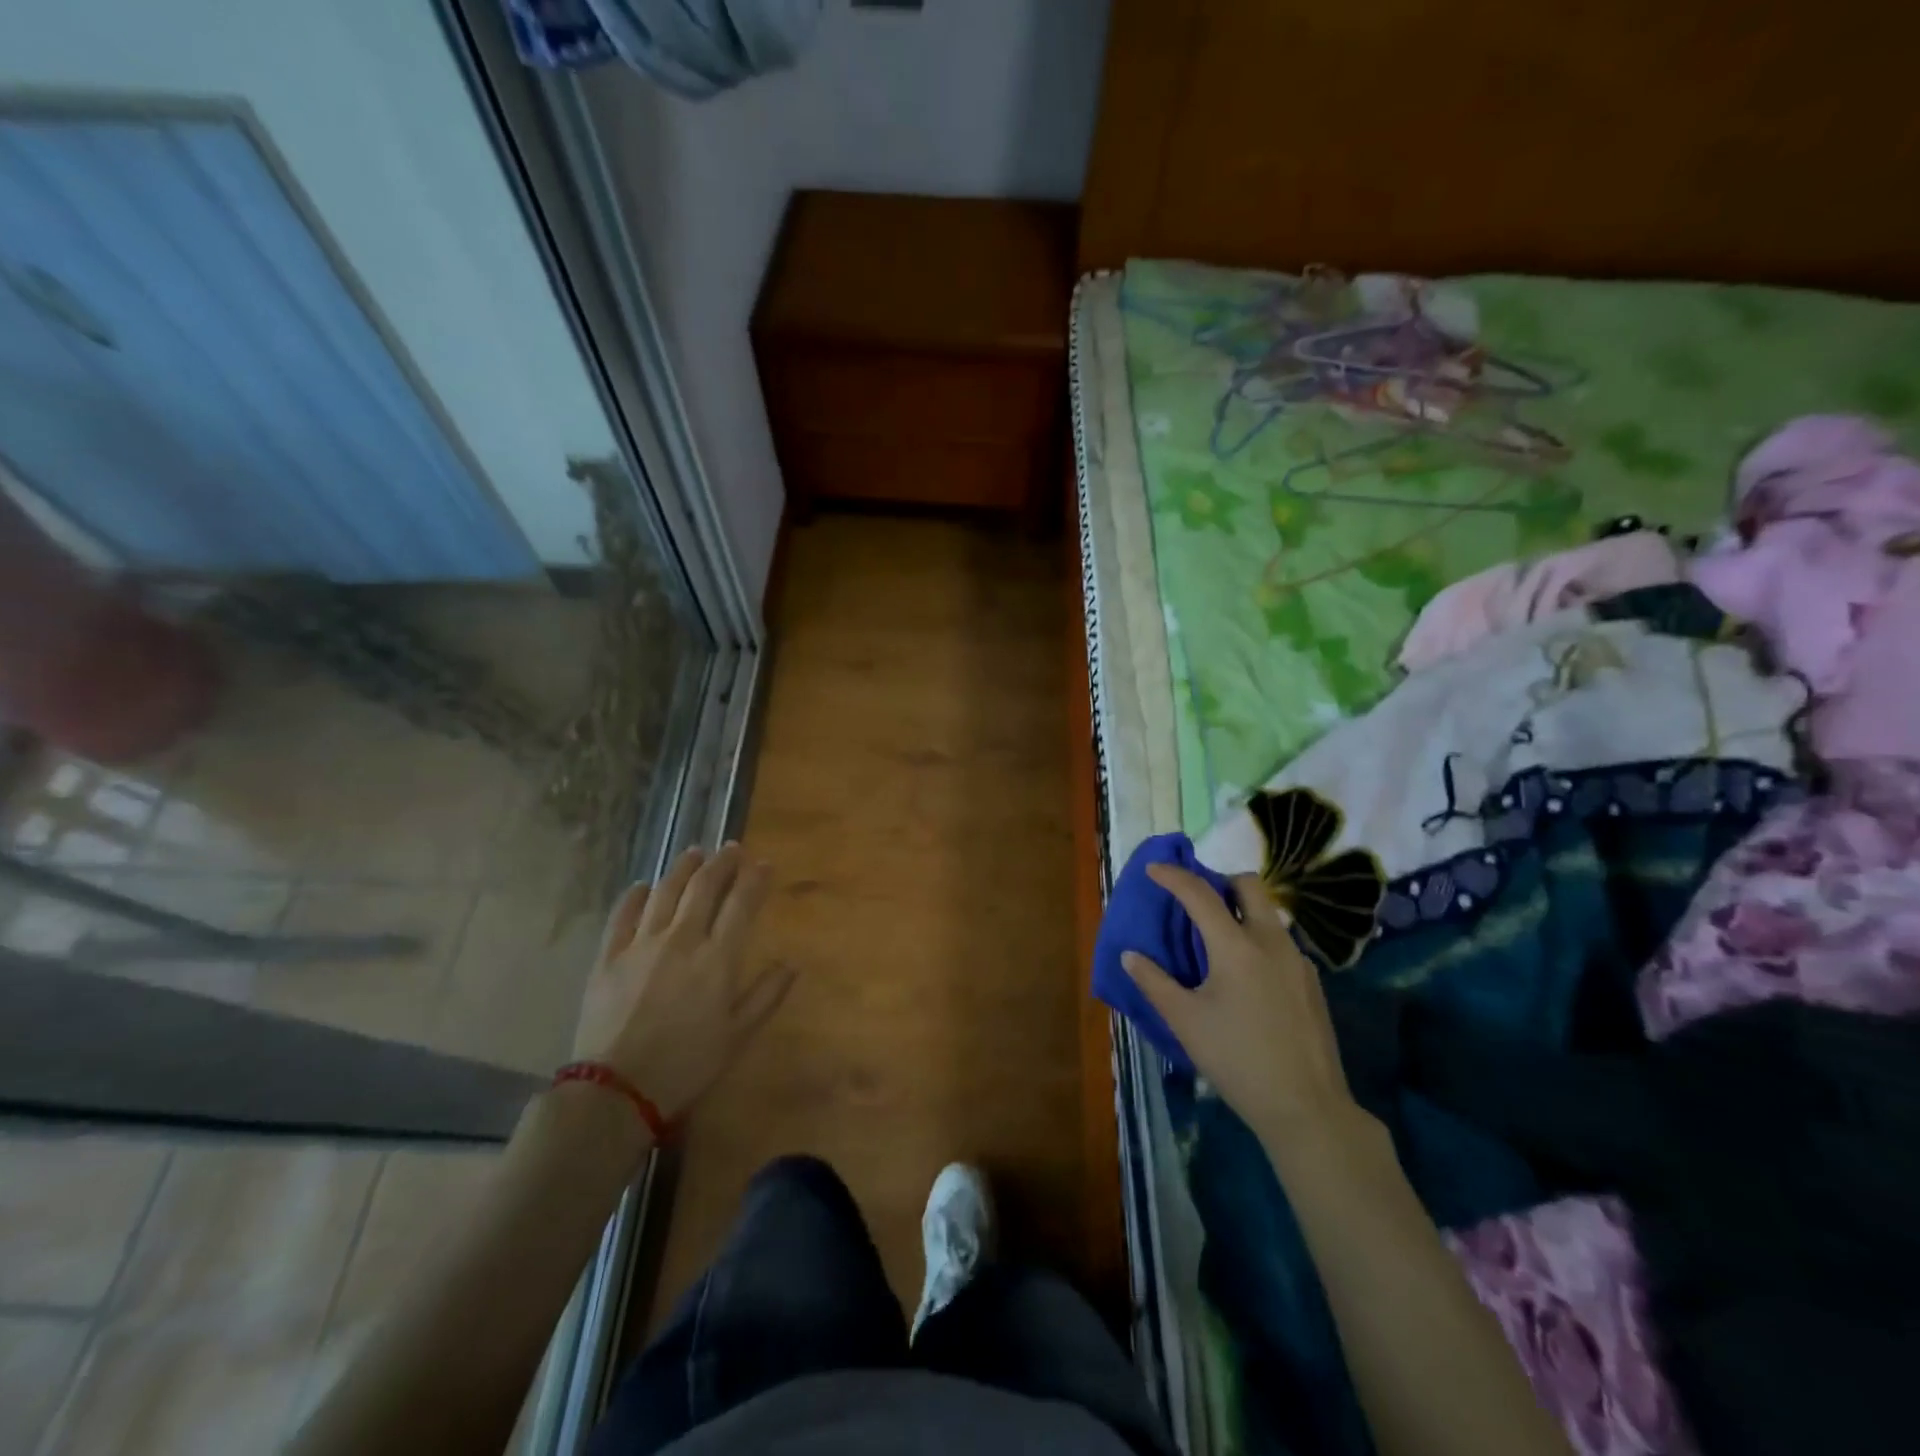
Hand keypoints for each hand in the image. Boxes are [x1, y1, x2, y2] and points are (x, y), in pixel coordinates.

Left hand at [572, 843, 792, 1121]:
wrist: (616, 1091)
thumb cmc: (687, 1065)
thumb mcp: (738, 1036)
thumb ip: (767, 995)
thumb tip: (792, 963)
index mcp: (717, 959)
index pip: (741, 904)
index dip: (755, 879)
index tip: (764, 863)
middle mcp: (682, 940)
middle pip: (704, 887)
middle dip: (722, 863)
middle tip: (732, 849)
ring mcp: (641, 944)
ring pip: (665, 891)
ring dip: (683, 867)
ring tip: (694, 853)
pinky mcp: (608, 957)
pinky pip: (623, 915)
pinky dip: (636, 895)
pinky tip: (644, 885)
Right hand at [1122, 864, 1358, 1142]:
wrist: (1306, 1106)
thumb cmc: (1237, 1059)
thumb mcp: (1185, 1021)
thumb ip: (1154, 982)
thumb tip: (1130, 955)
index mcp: (1236, 945)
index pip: (1200, 894)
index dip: (1173, 877)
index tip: (1154, 869)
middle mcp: (1271, 941)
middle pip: (1249, 886)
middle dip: (1220, 882)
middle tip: (1197, 903)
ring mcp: (1298, 961)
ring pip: (1269, 914)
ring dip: (1241, 911)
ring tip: (1218, 942)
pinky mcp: (1312, 983)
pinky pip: (1281, 942)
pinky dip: (1258, 940)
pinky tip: (1246, 977)